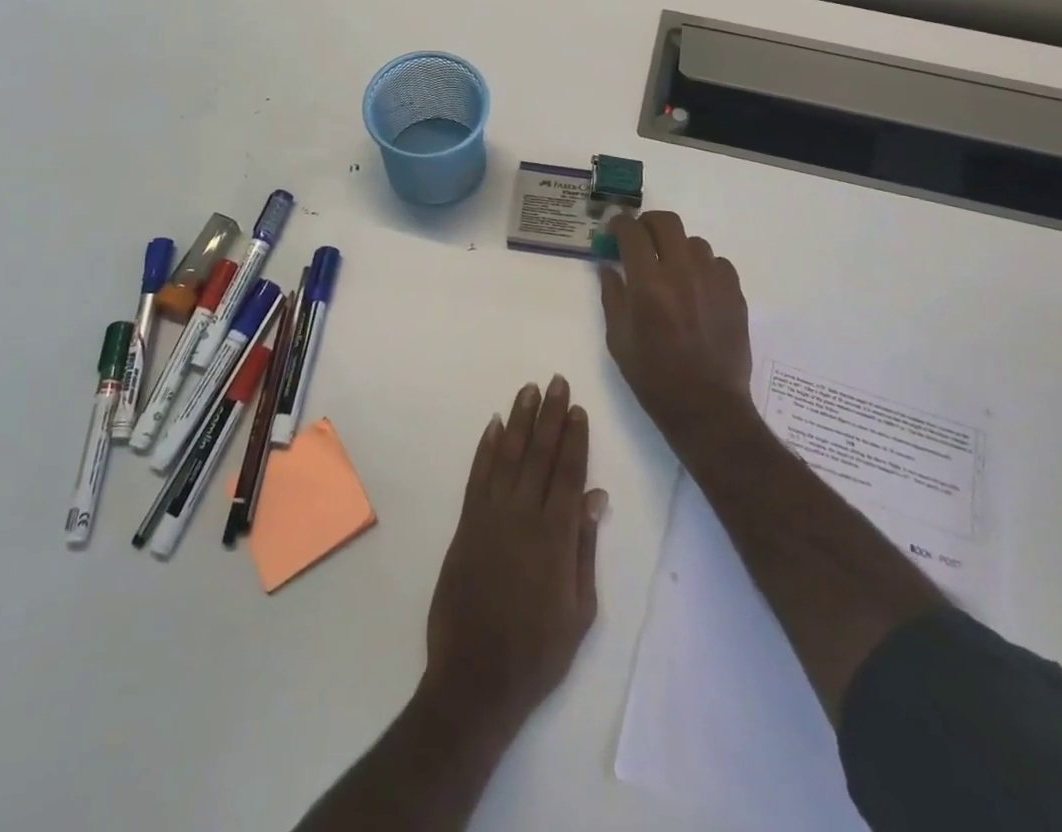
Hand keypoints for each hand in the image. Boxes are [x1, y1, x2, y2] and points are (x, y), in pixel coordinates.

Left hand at [420, 377, 606, 742]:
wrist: (475, 679)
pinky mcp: (465, 525)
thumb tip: (596, 495)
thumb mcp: (580, 611)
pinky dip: (486, 448)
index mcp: (556, 537)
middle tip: (556, 382)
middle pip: (539, 455)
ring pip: (508, 456)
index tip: (578, 408)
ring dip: (519, 420)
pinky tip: (494, 426)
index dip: (574, 438)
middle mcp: (522, 517)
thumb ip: (586, 548)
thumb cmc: (538, 652)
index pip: (568, 473)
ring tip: (529, 390)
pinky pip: (477, 476)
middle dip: (550, 416)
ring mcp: (490, 518)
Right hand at [600, 212, 751, 441]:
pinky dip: (702, 266)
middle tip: (640, 239)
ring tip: (670, 269)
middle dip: (648, 223)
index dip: (619, 224)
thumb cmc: (653, 377)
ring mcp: (713, 280)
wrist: (707, 407)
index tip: (614, 229)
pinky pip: (717, 262)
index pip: (632, 232)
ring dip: (676, 247)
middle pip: (666, 222)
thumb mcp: (618, 339)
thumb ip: (612, 296)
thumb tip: (609, 266)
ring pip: (694, 241)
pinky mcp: (735, 292)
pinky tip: (696, 287)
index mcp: (648, 284)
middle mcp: (682, 272)